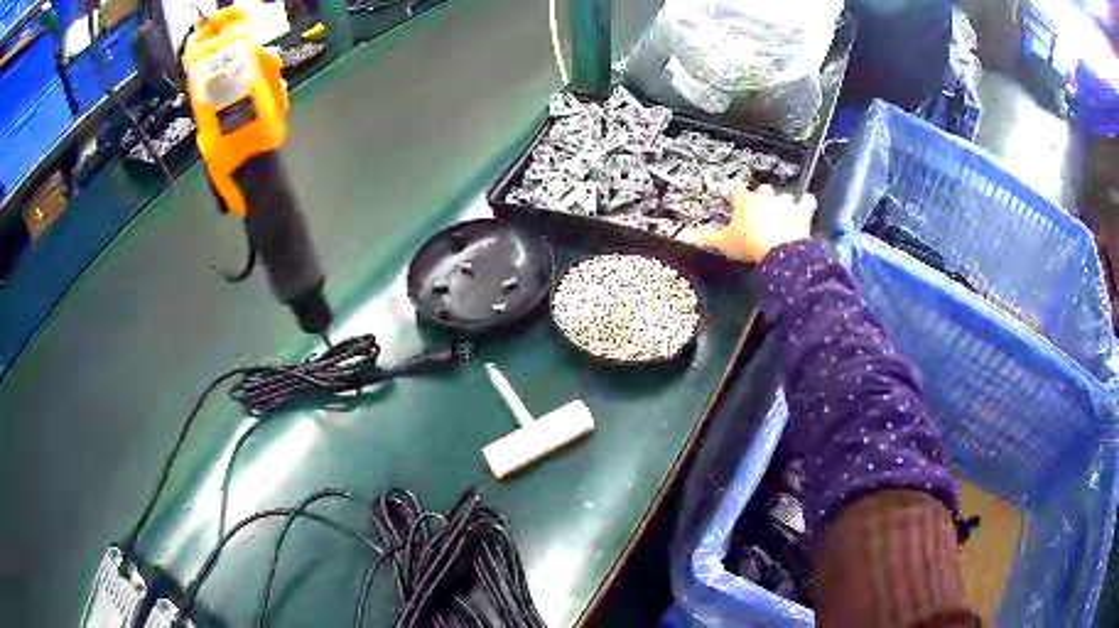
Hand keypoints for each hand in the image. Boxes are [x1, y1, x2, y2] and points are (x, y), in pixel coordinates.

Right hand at [680, 185, 815, 262]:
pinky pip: (807, 201)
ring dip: (783, 204)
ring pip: (783, 197)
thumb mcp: (724, 244)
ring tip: (782, 214)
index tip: (736, 204)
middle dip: (762, 200)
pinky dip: (806, 204)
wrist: (779, 251)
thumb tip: (684, 235)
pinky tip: (806, 205)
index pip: (737, 192)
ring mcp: (784, 202)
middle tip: (760, 214)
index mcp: (744, 201)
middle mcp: (764, 196)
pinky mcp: (801, 211)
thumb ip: (706, 238)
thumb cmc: (750, 245)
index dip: (737, 198)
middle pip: (762, 191)